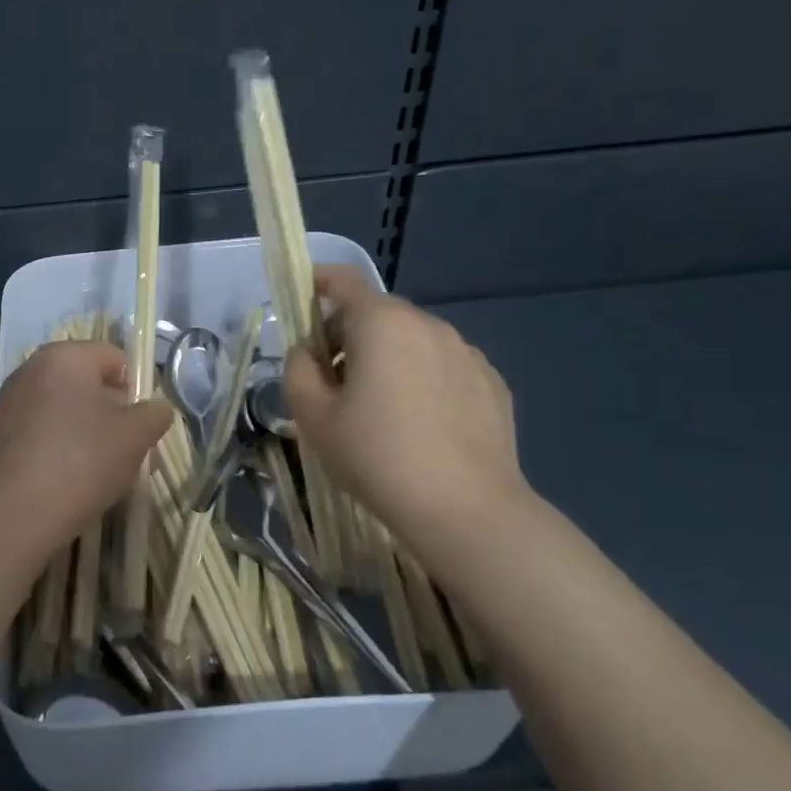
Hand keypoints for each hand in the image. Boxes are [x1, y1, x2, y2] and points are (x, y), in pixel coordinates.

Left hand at [0, 341, 172, 552]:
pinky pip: (38, 434)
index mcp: (64, 356)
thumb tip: (155, 408)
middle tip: (127, 451)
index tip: (143, 424)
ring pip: (61, 411)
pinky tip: (66, 482)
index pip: (114, 358)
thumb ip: (154, 414)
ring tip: (98, 472)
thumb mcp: (135, 436)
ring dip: (84, 432)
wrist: (13, 514)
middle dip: (110, 413)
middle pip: (85, 384)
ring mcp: (7, 403)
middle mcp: (30, 370)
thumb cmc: (81, 461)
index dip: (137, 388)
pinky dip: (56, 449)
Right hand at [283, 266, 531, 544]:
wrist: (465, 509)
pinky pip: (444, 367)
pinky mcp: (492, 384)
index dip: (318, 282)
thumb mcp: (313, 415)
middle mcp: (428, 325)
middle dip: (348, 335)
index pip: (343, 280)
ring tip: (379, 410)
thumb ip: (298, 369)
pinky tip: (420, 427)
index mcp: (382, 323)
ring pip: (413, 342)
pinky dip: (423, 380)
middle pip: (377, 314)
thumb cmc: (376, 455)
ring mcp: (467, 353)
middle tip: (332, 382)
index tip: (303, 298)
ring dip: (388, 359)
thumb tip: (309, 352)